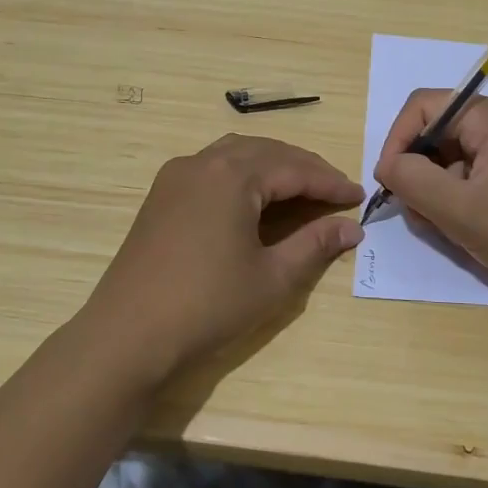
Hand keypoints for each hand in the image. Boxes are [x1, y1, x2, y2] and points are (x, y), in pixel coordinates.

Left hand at [80, 134, 363, 382]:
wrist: (128, 335)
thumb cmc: (207, 305)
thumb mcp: (272, 278)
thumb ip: (314, 244)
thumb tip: (351, 228)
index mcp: (232, 175)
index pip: (294, 169)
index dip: (330, 183)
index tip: (360, 196)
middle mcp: (203, 162)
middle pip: (266, 152)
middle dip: (304, 169)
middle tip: (336, 192)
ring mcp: (177, 175)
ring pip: (237, 154)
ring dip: (273, 166)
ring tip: (302, 190)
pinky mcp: (162, 194)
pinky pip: (213, 167)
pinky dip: (244, 174)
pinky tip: (256, 198)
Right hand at [373, 90, 487, 299]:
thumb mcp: (459, 210)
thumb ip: (412, 180)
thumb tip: (387, 165)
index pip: (424, 106)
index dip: (397, 140)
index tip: (388, 183)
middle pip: (438, 132)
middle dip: (418, 170)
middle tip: (416, 212)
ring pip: (453, 156)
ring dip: (436, 188)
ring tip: (442, 226)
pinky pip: (474, 173)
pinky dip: (458, 196)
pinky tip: (463, 227)